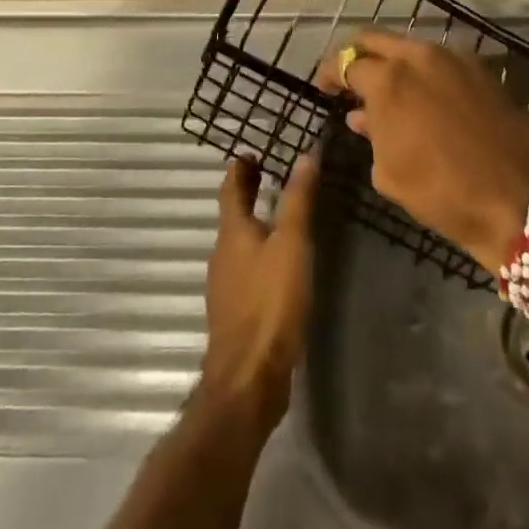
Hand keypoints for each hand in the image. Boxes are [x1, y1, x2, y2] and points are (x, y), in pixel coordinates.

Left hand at [199, 154, 317, 429]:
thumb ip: (298, 200)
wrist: (249, 376)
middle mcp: (223, 254)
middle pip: (232, 215)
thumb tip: (305, 153)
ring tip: (278, 215)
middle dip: (247, 192)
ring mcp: (226, 286)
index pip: (230, 189)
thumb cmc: (270, 301)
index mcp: (232, 233)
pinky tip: (276, 263)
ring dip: (253, 223)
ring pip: (237, 243)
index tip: (250, 152)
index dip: (239, 168)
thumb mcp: (291, 244)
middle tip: (266, 173)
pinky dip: (257, 252)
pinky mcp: (235, 312)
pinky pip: (244, 268)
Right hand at [314, 30, 528, 274]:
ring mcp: (455, 58)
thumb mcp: (389, 172)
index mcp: (390, 79)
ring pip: (410, 47)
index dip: (330, 73)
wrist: (517, 200)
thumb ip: (371, 134)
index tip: (324, 87)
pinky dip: (423, 72)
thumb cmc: (441, 192)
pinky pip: (440, 61)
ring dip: (392, 63)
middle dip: (357, 55)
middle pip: (376, 39)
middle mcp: (421, 56)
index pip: (347, 61)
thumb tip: (361, 116)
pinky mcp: (481, 70)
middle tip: (348, 77)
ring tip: (385, 90)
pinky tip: (422, 97)